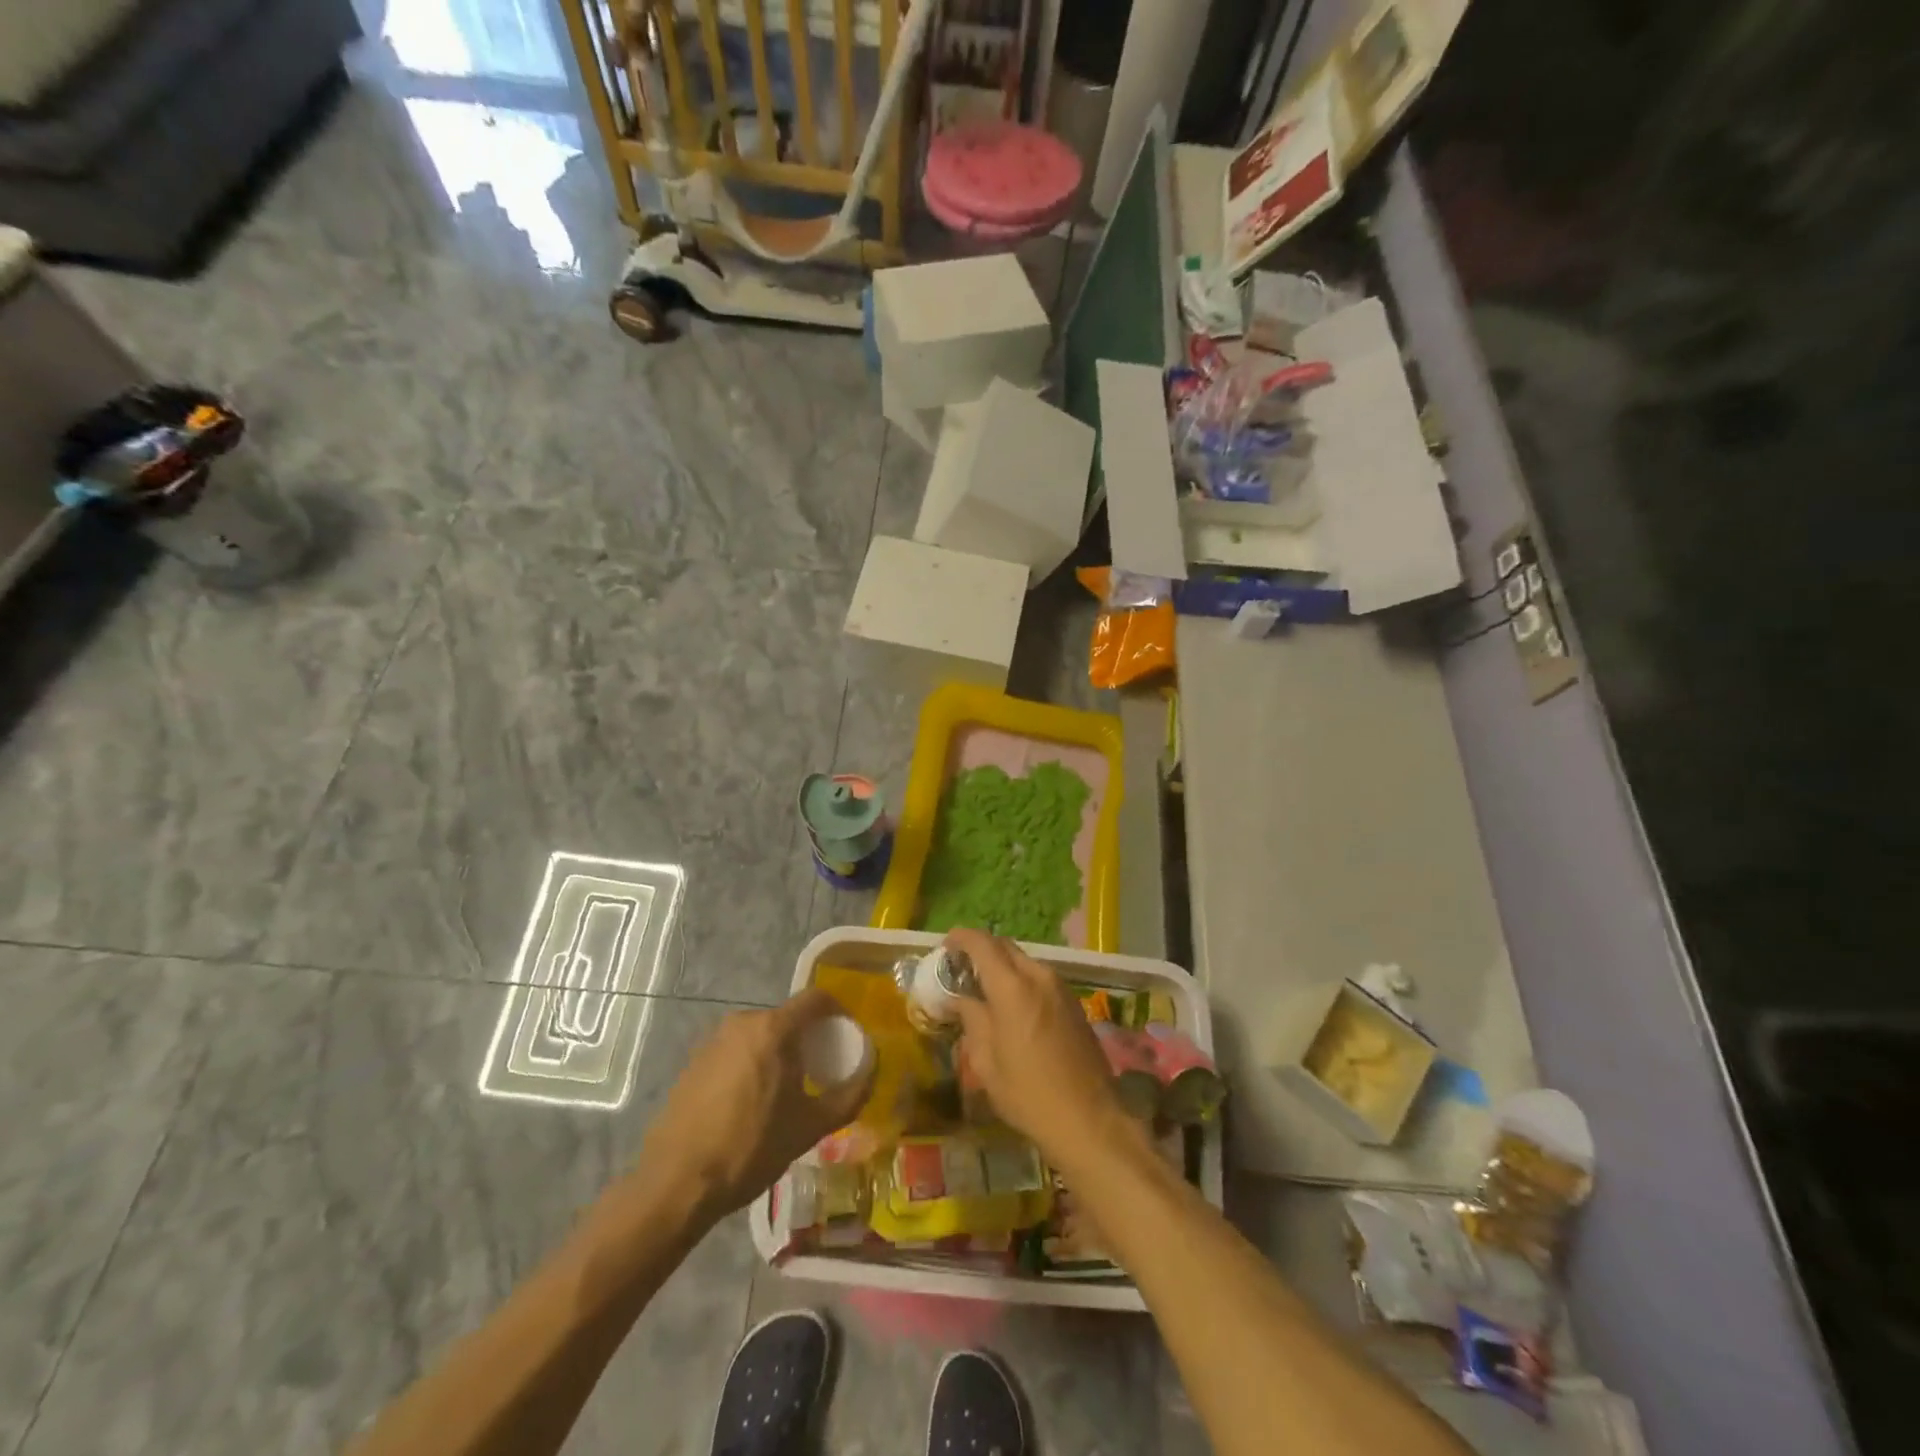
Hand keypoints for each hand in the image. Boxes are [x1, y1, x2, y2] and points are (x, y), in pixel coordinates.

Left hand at [639, 990, 872, 1223]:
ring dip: (779, 1052)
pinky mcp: (693, 1062)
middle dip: (808, 1037)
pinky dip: (752, 1064)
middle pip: (787, 1017)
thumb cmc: (750, 1148)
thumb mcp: (810, 1127)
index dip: (838, 1011)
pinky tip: (751, 1103)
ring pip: (760, 1035)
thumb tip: (871, 1073)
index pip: (816, 998)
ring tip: (786, 1091)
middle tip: (820, 1070)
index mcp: (773, 1029)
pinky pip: (736, 1050)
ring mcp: (713, 1040)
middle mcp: (742, 1022)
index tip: (848, 1036)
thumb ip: (849, 1096)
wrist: (676, 1183)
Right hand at [948, 928, 1128, 1164]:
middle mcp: (1038, 976)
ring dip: (1002, 968)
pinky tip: (1011, 1008)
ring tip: (984, 992)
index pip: (982, 943)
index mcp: (1012, 987)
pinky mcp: (1073, 1002)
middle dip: (981, 951)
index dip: (961, 938)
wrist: (1089, 1118)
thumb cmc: (1029, 1094)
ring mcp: (1060, 988)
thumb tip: (960, 998)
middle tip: (961, 970)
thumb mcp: (986, 1062)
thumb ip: (971, 1019)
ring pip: (1024, 962)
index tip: (945, 947)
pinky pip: (1040, 978)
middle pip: (1005, 947)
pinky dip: (1020, 981)